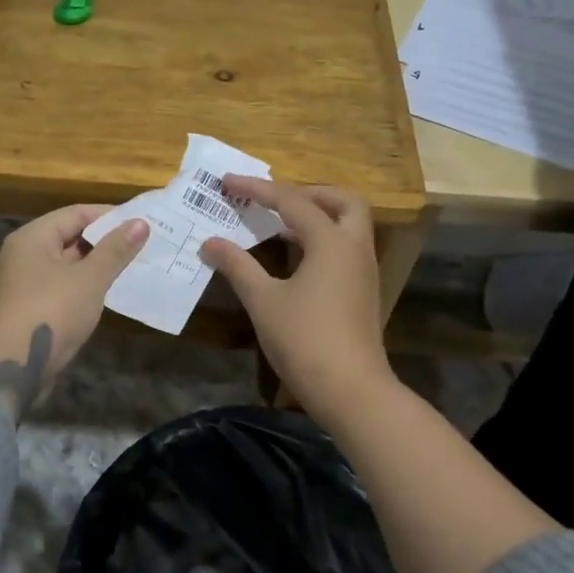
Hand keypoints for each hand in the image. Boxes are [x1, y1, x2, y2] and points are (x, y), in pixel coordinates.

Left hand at [0, 204, 148, 416]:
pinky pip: (64, 286)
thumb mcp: (90, 278)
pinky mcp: (32, 308)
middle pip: (70, 237)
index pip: (76, 213)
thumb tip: (140, 222)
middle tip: (144, 244)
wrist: (14, 366)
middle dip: (106, 241)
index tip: (141, 222)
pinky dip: (86, 286)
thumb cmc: (52, 312)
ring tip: (134, 266)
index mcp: (33, 237)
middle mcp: (25, 254)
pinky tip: (111, 292)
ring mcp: (26, 283)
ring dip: (98, 265)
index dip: (110, 215)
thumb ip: (115, 250)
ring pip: (68, 264)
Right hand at [199, 178, 393, 415]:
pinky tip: (294, 256)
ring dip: (318, 215)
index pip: (292, 201)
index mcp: (331, 241)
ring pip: (348, 225)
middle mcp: (354, 248)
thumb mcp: (263, 301)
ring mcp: (363, 270)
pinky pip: (345, 248)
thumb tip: (210, 243)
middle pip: (343, 201)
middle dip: (310, 192)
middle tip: (275, 199)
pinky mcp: (362, 291)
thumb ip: (237, 266)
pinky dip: (322, 239)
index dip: (257, 189)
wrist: (350, 390)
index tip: (227, 183)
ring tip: (279, 223)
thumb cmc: (304, 340)